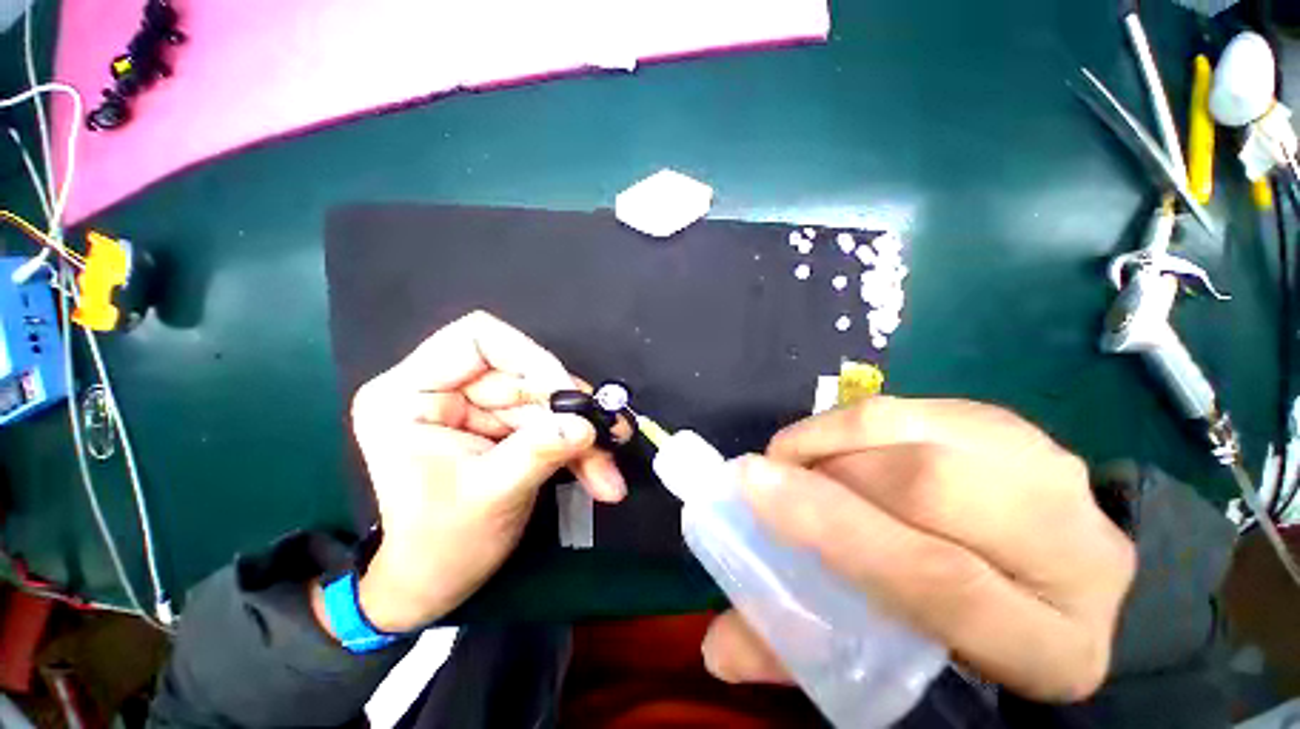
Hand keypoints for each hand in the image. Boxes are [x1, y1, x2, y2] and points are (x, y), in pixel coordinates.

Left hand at [314, 311, 626, 633]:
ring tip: (607, 471)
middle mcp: (445, 390)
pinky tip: (599, 474)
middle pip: (525, 374)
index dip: (530, 356)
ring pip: (546, 401)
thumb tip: (586, 424)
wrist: (437, 584)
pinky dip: (578, 446)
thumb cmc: (441, 546)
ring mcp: (478, 408)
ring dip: (582, 433)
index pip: (477, 338)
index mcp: (409, 394)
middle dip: (569, 410)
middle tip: (608, 436)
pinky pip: (550, 421)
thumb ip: (539, 451)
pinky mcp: (503, 426)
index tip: (567, 394)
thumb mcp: (490, 496)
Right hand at [702, 397, 1135, 701]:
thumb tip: (716, 647)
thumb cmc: (955, 638)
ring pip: (919, 431)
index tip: (752, 482)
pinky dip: (857, 421)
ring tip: (802, 457)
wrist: (1037, 580)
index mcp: (1050, 648)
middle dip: (829, 469)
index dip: (831, 522)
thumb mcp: (886, 662)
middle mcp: (1077, 554)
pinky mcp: (1019, 429)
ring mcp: (1055, 476)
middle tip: (776, 473)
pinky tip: (840, 445)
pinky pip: (916, 407)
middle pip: (932, 486)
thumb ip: (797, 651)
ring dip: (836, 437)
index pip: (936, 578)